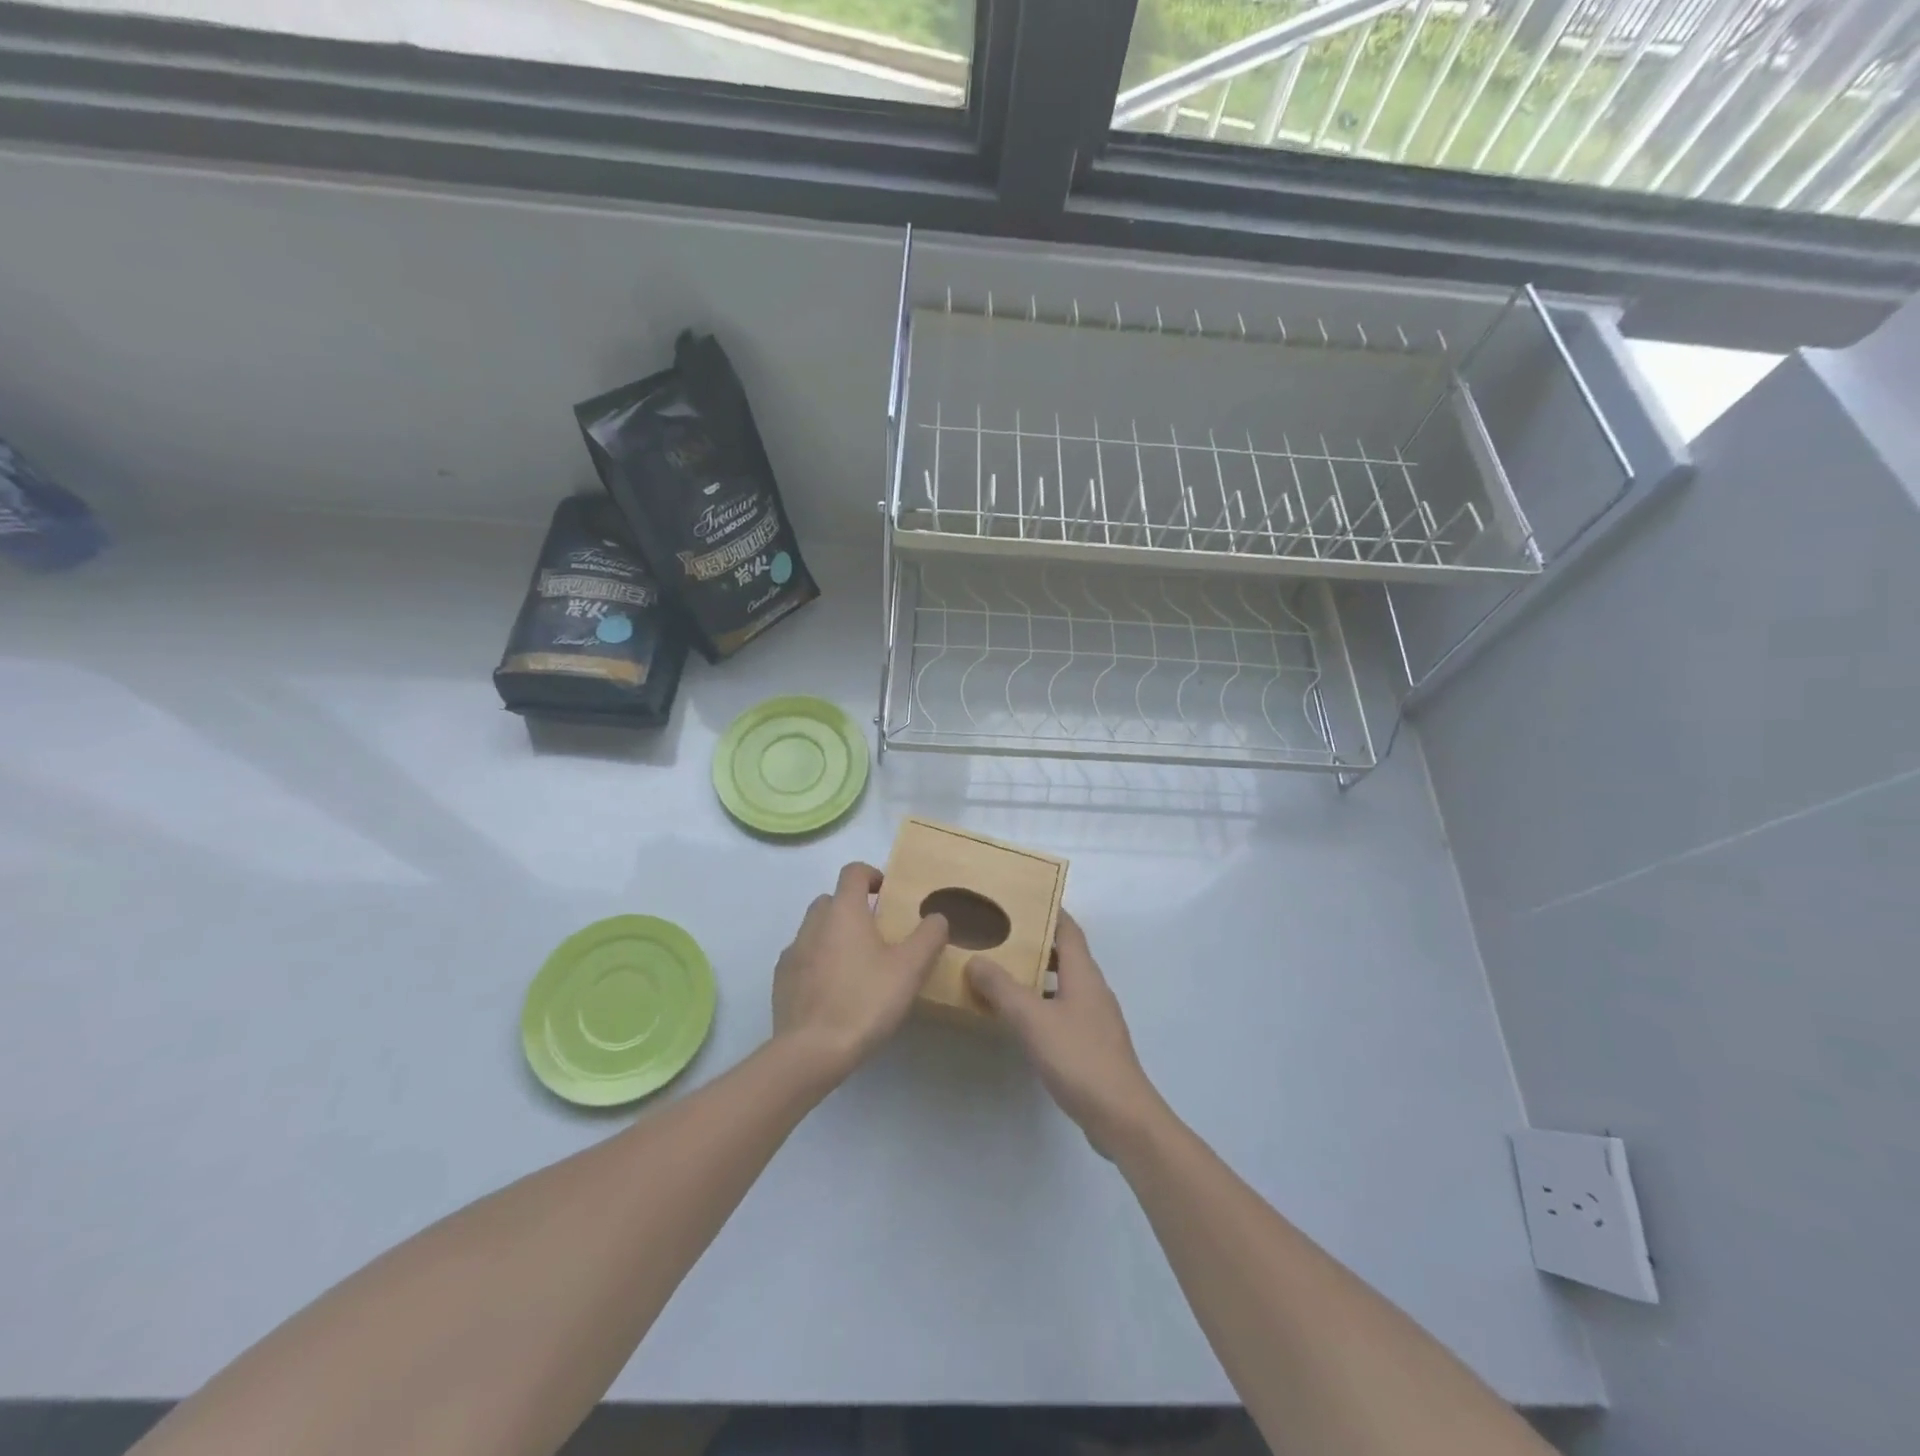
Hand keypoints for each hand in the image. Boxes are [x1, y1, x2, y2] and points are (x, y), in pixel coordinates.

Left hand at [771, 862, 948, 1081]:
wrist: (811, 1051)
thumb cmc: (865, 1001)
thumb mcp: (910, 968)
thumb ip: (929, 936)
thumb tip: (936, 916)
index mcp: (843, 911)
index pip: (853, 872)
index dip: (872, 875)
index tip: (888, 894)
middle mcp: (813, 923)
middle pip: (832, 899)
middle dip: (854, 908)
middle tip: (878, 934)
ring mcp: (792, 951)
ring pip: (815, 929)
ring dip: (834, 935)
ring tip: (857, 965)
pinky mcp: (781, 980)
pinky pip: (803, 958)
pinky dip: (818, 962)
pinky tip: (834, 990)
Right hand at [966, 912, 1166, 1158]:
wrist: (1121, 1117)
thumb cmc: (1078, 1058)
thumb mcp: (1032, 1019)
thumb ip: (1002, 988)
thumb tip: (975, 959)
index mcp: (1084, 974)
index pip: (1068, 928)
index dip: (1049, 910)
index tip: (1022, 899)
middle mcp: (1093, 989)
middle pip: (1066, 954)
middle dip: (1036, 942)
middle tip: (1001, 935)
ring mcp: (1096, 1018)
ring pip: (1064, 983)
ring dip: (1038, 974)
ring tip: (1003, 972)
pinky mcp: (1093, 1044)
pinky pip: (1065, 1009)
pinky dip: (1043, 1003)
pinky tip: (1021, 1018)